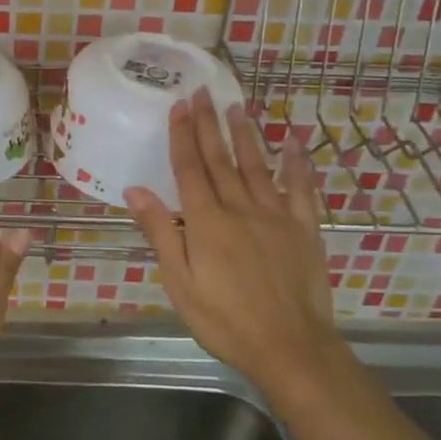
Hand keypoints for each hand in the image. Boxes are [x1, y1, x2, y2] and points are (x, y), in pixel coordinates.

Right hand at [125, 88, 343, 396]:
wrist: (290, 347)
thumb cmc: (225, 320)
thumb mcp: (180, 283)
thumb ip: (161, 233)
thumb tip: (135, 191)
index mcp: (206, 221)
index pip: (189, 169)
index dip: (182, 135)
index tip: (179, 105)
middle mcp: (240, 208)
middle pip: (220, 159)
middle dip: (209, 124)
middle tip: (202, 92)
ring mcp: (276, 215)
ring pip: (257, 166)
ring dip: (245, 135)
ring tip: (236, 107)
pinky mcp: (304, 228)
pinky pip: (301, 189)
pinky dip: (297, 164)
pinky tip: (293, 142)